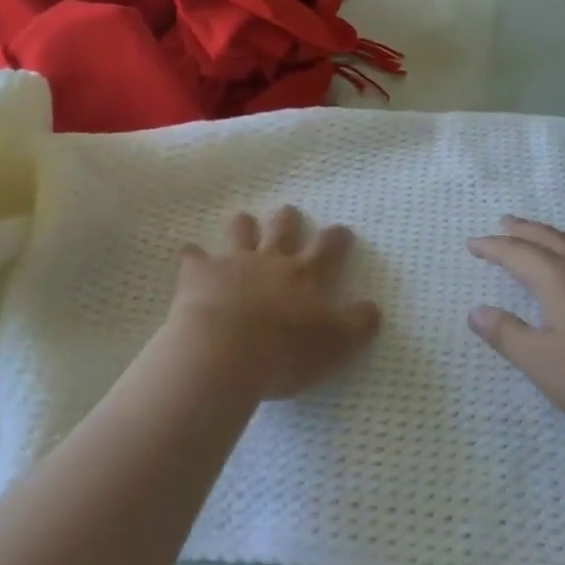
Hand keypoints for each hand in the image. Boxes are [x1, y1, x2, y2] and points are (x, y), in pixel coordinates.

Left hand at [170, 207, 380, 399]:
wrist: (225, 350)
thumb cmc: (286, 350)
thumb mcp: (336, 344)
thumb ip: (358, 324)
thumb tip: (374, 308)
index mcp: (306, 275)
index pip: (329, 247)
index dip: (337, 238)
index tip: (342, 231)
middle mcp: (271, 260)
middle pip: (282, 228)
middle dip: (288, 219)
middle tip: (289, 214)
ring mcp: (233, 263)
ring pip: (241, 231)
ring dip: (244, 225)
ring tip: (244, 221)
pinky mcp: (199, 274)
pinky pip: (193, 256)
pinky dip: (193, 255)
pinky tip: (190, 255)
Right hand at [467, 217, 564, 436]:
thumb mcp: (544, 364)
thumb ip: (507, 335)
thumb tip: (476, 311)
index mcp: (560, 279)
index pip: (517, 253)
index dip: (493, 247)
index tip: (473, 244)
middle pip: (548, 238)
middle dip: (522, 230)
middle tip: (503, 222)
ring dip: (550, 235)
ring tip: (538, 235)